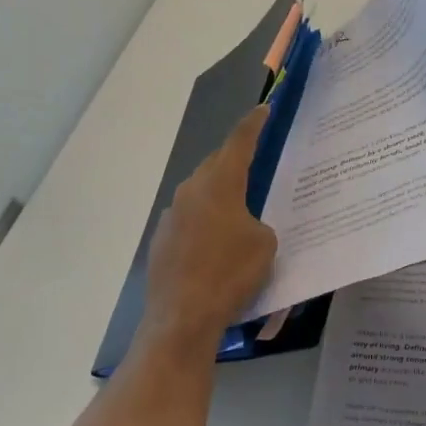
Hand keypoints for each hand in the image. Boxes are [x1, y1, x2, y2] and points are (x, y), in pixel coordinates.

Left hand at [144, 104, 277, 338]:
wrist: (182, 317)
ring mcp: (171, 216)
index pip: (239, 142)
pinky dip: (204, 225)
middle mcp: (191, 190)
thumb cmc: (230, 274)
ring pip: (200, 194)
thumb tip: (245, 227)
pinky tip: (215, 248)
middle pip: (215, 165)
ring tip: (238, 213)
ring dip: (218, 197)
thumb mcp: (265, 245)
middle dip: (234, 162)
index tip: (264, 109)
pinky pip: (188, 221)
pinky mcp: (161, 241)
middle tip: (255, 166)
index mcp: (220, 183)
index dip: (253, 124)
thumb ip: (259, 224)